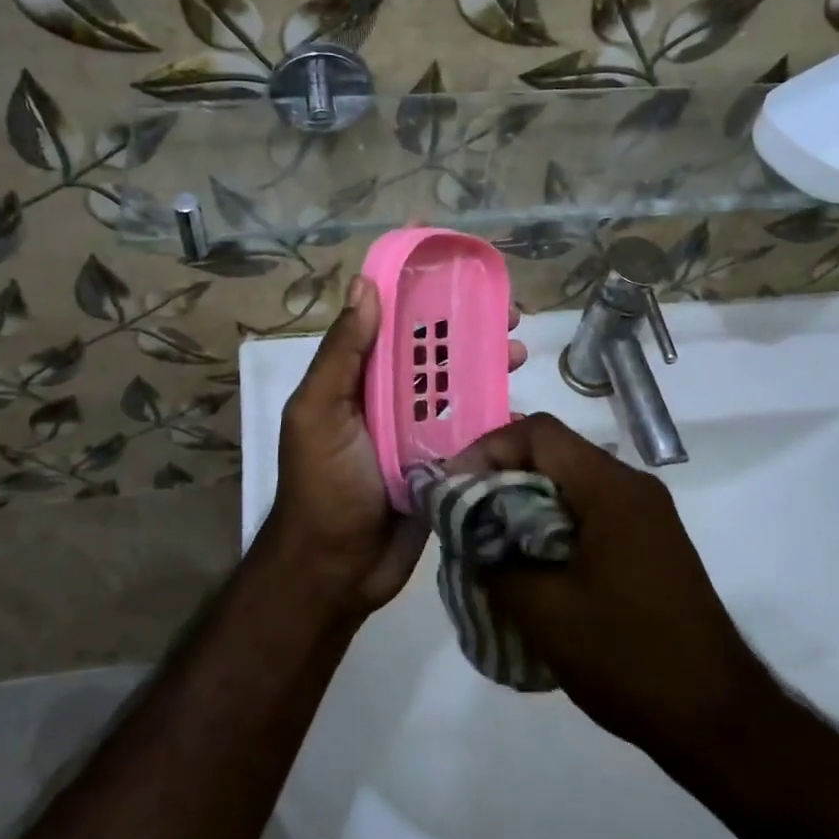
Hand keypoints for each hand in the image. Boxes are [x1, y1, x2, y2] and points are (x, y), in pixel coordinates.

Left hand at [267, 275, 525, 617]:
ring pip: (460, 385)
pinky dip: (496, 413)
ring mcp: (420, 430)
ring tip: (518, 353)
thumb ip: (342, 354)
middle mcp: (391, 397)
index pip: (392, 321)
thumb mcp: (319, 412)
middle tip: (509, 317)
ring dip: (489, 364)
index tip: (457, 268)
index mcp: (360, 377)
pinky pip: (473, 429)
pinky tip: (520, 405)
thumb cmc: (322, 485)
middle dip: (469, 327)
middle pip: (435, 350)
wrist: (336, 571)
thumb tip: (365, 284)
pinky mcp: (445, 462)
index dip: (421, 290)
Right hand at [454, 413, 786, 761]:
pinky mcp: (649, 543)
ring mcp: (646, 515)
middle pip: (554, 453)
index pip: (539, 432)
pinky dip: (552, 526)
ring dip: (525, 503)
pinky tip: (530, 567)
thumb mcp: (545, 613)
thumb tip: (471, 541)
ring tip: (488, 542)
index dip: (488, 449)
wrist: (718, 718)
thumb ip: (496, 564)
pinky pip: (589, 513)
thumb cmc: (628, 657)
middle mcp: (632, 486)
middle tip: (464, 515)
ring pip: (570, 484)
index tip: (455, 488)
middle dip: (502, 477)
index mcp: (611, 488)